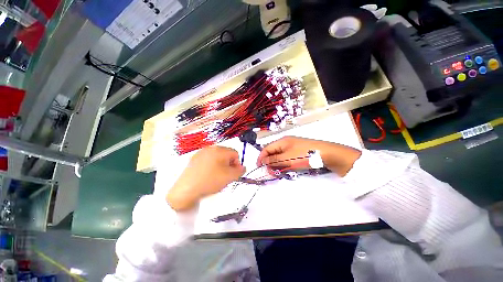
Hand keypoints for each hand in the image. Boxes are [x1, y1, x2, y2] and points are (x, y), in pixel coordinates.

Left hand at [167, 146, 245, 210]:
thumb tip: (242, 168)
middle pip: (226, 155)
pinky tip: (207, 176)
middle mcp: (210, 148)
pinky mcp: (194, 159)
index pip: (235, 154)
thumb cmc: (210, 180)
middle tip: (226, 176)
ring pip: (217, 158)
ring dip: (220, 166)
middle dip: (229, 165)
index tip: (233, 174)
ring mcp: (201, 153)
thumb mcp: (230, 177)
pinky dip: (211, 166)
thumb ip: (240, 171)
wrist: (186, 189)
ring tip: (216, 177)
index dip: (237, 164)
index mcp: (220, 150)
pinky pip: (208, 160)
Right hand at [257, 136, 360, 175]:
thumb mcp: (287, 158)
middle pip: (273, 152)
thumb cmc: (304, 155)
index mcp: (281, 141)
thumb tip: (263, 161)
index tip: (259, 167)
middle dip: (269, 162)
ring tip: (278, 172)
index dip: (261, 157)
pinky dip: (284, 163)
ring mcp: (292, 147)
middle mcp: (285, 143)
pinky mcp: (298, 152)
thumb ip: (273, 160)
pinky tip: (286, 169)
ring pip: (280, 156)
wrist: (326, 154)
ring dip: (277, 164)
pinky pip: (287, 157)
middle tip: (271, 172)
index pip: (267, 148)